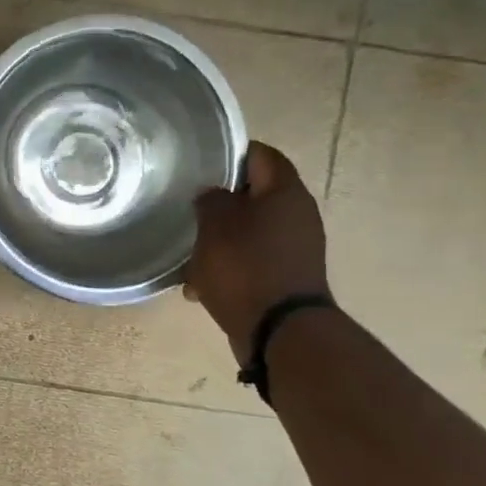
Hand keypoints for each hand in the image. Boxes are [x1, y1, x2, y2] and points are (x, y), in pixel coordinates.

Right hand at [183, 143, 330, 358]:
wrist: (279, 332)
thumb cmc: (245, 267)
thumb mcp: (215, 224)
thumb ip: (211, 199)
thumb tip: (213, 194)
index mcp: (286, 193)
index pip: (260, 154)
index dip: (230, 153)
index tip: (199, 164)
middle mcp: (297, 216)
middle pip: (253, 196)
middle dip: (219, 204)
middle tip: (188, 209)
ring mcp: (294, 250)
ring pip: (248, 232)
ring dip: (218, 241)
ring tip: (188, 256)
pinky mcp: (286, 278)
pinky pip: (251, 262)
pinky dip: (227, 268)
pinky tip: (200, 286)